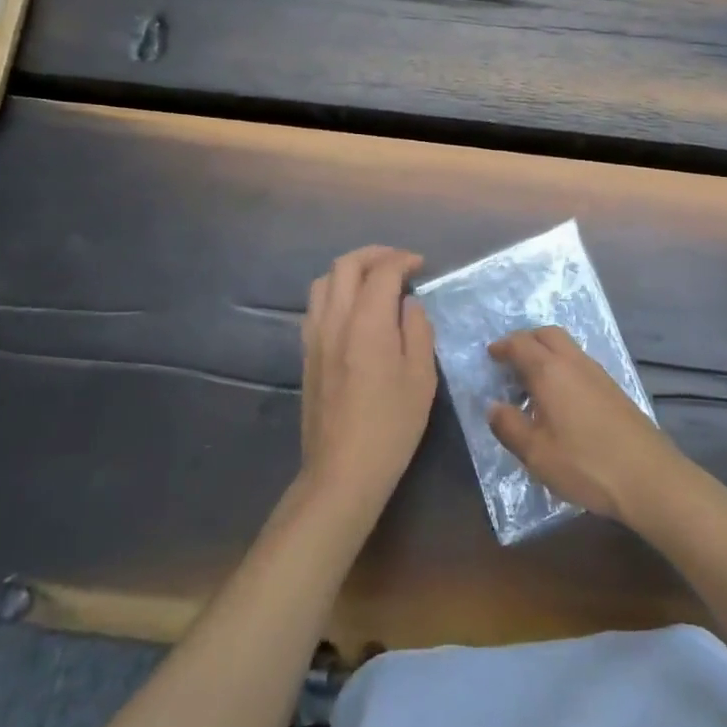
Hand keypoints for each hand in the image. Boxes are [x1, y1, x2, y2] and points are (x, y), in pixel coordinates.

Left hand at [299, 247, 437, 522]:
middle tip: (399, 262)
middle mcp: (335, 320)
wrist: (342, 472)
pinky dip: (335, 291)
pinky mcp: (306, 353)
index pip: (382, 271)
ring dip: (350, 270)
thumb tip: (409, 304)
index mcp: (367, 323)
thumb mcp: (421, 378)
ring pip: (324, 281)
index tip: (421, 265)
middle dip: (374, 254)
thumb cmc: (391, 426)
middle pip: (346, 265)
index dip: (403, 260)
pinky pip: (316, 305)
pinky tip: (353, 309)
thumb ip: (417, 331)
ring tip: (374, 280)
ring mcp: (315, 336)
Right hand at [487, 326, 683, 525]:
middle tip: (510, 360)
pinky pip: (580, 364)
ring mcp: (598, 374)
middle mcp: (574, 363)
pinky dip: (562, 367)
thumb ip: (509, 426)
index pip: (521, 343)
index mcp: (550, 371)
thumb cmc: (585, 463)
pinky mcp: (614, 389)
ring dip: (546, 353)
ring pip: (567, 347)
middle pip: (547, 334)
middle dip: (526, 340)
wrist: (648, 476)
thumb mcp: (536, 453)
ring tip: (531, 383)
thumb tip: (493, 406)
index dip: (503, 346)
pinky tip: (560, 399)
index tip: (490, 355)